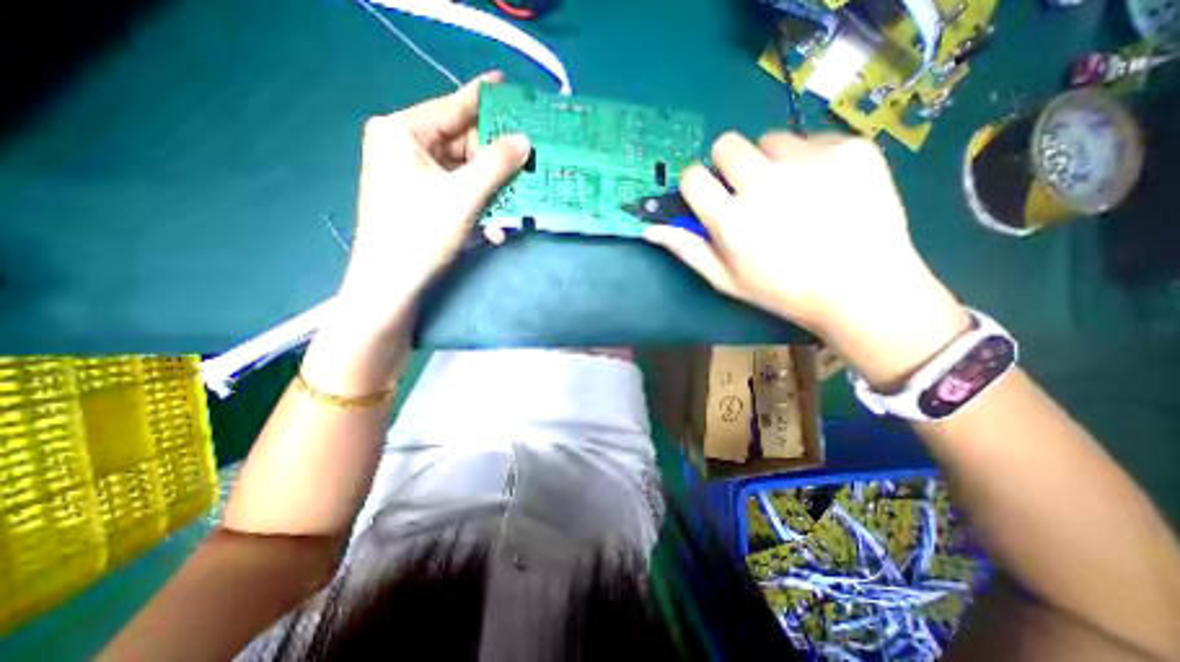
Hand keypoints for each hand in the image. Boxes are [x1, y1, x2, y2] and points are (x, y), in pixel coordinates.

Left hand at [337, 71, 529, 331]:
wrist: (392, 283)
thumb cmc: (420, 233)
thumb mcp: (463, 195)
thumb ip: (496, 164)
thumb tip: (524, 140)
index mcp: (402, 132)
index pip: (452, 107)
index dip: (484, 98)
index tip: (510, 87)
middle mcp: (405, 147)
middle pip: (463, 144)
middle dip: (496, 161)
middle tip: (528, 161)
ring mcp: (414, 175)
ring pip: (465, 173)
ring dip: (492, 192)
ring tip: (516, 204)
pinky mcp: (423, 199)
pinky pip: (459, 193)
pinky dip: (479, 207)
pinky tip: (495, 228)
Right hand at [643, 128, 966, 388]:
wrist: (861, 287)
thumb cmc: (783, 290)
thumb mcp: (726, 279)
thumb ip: (687, 249)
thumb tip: (650, 229)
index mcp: (732, 220)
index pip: (693, 176)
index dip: (697, 184)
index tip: (710, 195)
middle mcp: (765, 184)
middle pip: (727, 144)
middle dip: (730, 164)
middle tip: (749, 189)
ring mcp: (810, 162)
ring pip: (771, 139)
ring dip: (772, 161)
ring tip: (793, 192)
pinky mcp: (850, 148)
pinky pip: (815, 139)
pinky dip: (812, 159)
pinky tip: (826, 189)